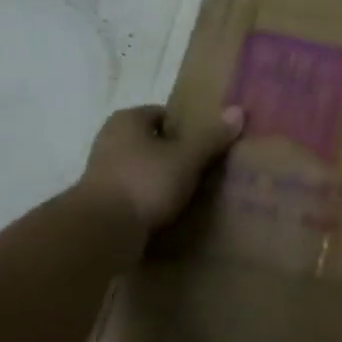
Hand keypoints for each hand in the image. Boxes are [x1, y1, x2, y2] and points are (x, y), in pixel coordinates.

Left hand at [79, 105, 243, 231]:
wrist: (102, 230)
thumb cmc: (145, 182)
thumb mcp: (186, 157)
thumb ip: (211, 137)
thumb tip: (238, 111)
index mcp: (127, 120)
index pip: (164, 114)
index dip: (188, 127)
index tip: (209, 144)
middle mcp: (110, 140)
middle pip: (154, 143)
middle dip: (177, 155)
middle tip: (207, 169)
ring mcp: (103, 172)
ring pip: (145, 170)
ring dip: (164, 180)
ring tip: (193, 193)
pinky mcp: (103, 201)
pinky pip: (136, 194)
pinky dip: (152, 201)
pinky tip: (172, 213)